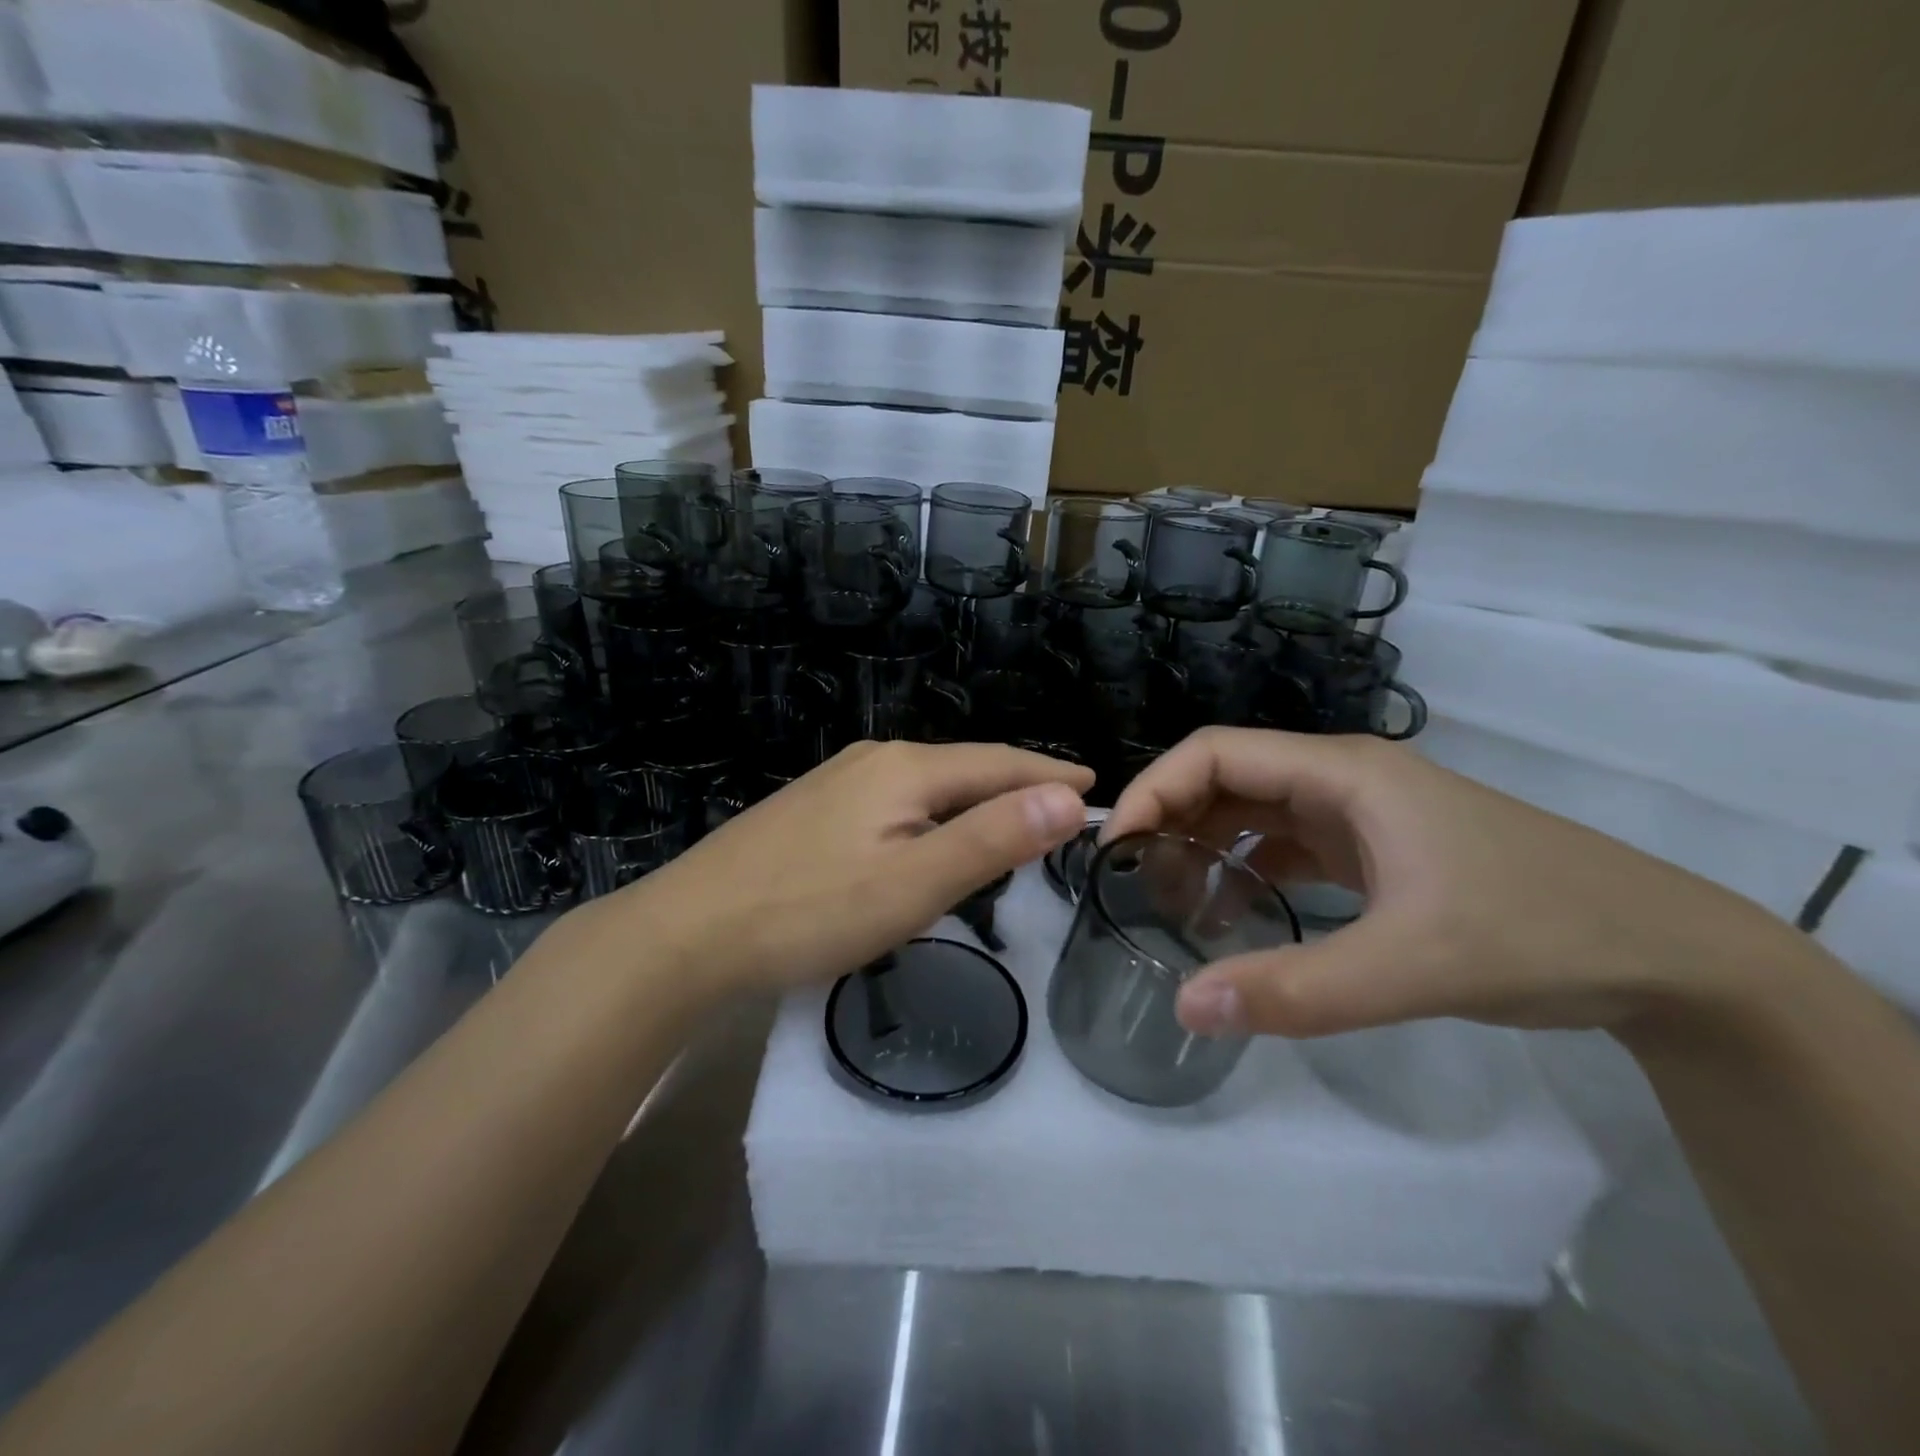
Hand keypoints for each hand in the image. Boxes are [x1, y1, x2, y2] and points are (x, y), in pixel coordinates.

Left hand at [600, 740, 1092, 994]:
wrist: (688, 932)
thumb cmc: (809, 911)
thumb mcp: (913, 884)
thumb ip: (991, 840)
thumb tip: (1068, 798)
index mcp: (905, 769)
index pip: (998, 762)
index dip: (1049, 774)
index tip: (1094, 785)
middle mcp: (874, 761)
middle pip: (964, 768)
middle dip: (1016, 785)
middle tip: (1062, 810)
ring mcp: (837, 783)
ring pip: (928, 786)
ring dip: (975, 800)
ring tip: (1012, 821)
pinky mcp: (814, 810)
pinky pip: (896, 803)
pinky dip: (935, 816)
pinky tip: (931, 836)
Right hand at [1103, 727, 1811, 1039]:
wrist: (1665, 953)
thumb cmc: (1536, 930)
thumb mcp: (1411, 966)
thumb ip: (1295, 989)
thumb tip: (1186, 1006)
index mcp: (1342, 773)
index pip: (1216, 752)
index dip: (1156, 787)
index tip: (1116, 845)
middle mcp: (1341, 780)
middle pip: (1227, 778)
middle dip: (1172, 820)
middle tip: (1130, 882)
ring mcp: (1359, 815)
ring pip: (1253, 813)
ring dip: (1206, 847)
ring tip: (1169, 901)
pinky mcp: (1373, 850)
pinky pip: (1284, 847)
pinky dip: (1246, 872)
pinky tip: (1232, 915)